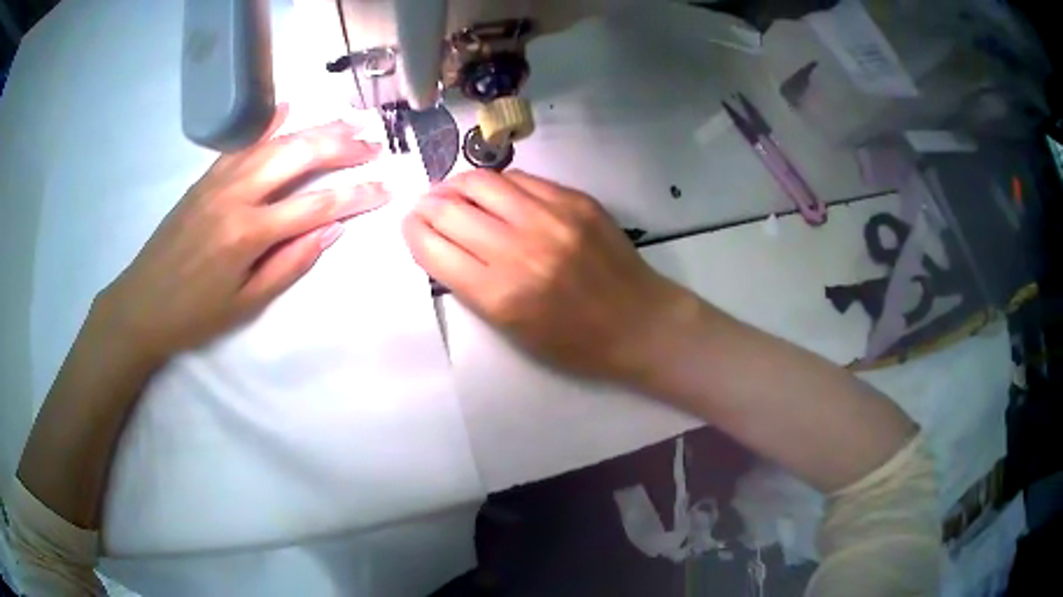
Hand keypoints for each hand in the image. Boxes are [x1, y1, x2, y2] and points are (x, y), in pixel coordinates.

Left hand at [98, 104, 387, 365]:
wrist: (141, 304)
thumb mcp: (246, 304)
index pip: (316, 205)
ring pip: (274, 141)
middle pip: (298, 156)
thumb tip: (332, 231)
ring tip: (347, 123)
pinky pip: (242, 143)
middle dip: (341, 147)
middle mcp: (236, 195)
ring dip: (314, 130)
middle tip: (373, 144)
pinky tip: (288, 108)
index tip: (387, 188)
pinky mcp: (206, 177)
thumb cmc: (195, 314)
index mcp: (248, 233)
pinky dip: (268, 123)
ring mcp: (219, 180)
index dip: (357, 195)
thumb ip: (289, 264)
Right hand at [403, 170, 696, 382]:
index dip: (413, 232)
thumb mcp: (512, 330)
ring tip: (452, 192)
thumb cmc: (574, 342)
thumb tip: (443, 241)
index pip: (433, 247)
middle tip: (425, 207)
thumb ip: (472, 284)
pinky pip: (520, 178)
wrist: (639, 322)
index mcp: (500, 294)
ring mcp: (550, 217)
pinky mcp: (574, 199)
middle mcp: (520, 248)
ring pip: (481, 182)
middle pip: (450, 209)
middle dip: (427, 206)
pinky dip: (497, 184)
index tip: (410, 226)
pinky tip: (493, 192)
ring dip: (456, 185)